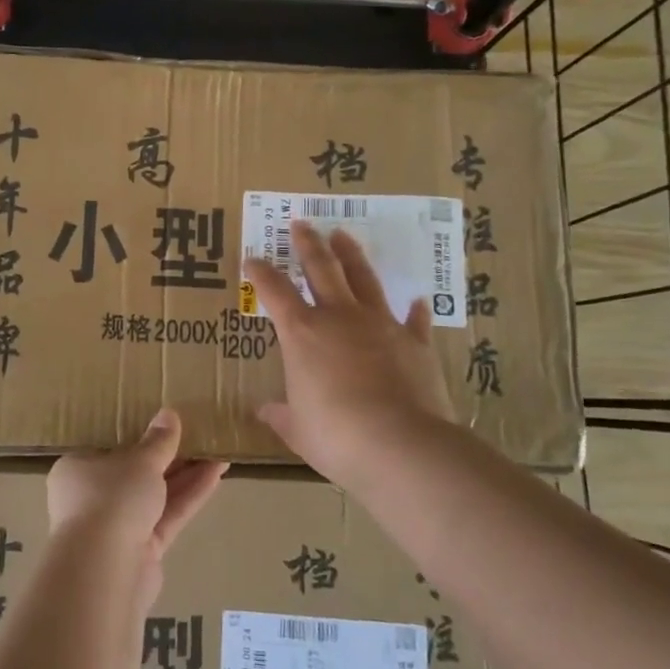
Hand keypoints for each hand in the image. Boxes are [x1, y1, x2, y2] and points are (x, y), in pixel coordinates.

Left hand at [47, 409, 227, 607]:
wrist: (106, 570)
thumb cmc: (110, 497)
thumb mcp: (139, 460)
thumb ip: (158, 440)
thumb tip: (169, 414)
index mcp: (77, 468)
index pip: (107, 447)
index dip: (136, 434)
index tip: (162, 423)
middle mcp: (92, 497)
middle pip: (134, 471)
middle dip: (168, 455)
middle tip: (198, 434)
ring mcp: (116, 526)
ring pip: (155, 495)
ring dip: (185, 474)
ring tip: (218, 450)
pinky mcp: (141, 551)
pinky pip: (166, 516)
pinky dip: (188, 496)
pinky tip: (216, 474)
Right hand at [242, 221, 455, 485]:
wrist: (401, 444)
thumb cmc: (336, 436)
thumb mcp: (298, 429)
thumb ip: (281, 415)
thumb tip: (263, 410)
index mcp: (302, 333)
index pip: (274, 291)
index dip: (261, 272)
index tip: (252, 258)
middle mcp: (340, 317)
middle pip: (321, 267)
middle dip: (308, 244)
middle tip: (300, 223)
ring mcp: (380, 324)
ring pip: (364, 279)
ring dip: (351, 255)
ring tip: (343, 235)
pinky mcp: (415, 342)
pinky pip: (414, 319)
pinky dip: (415, 310)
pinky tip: (417, 300)